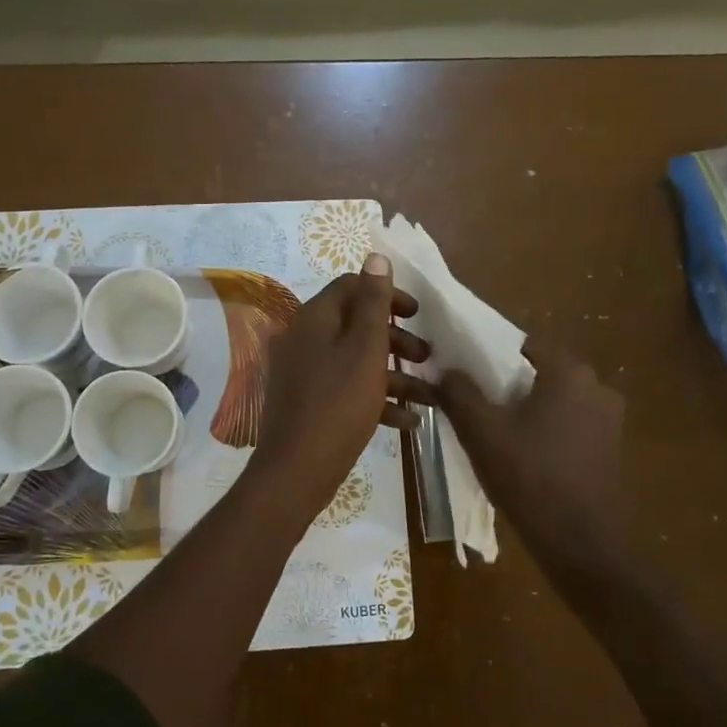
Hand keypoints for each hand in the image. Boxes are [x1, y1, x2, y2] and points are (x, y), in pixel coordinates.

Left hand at [248, 254, 433, 517]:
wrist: (297, 470)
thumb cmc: (338, 404)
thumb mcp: (365, 349)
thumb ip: (373, 303)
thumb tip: (375, 255)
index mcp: (314, 319)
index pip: (351, 287)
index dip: (386, 295)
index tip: (417, 314)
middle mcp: (305, 339)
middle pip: (356, 325)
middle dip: (396, 339)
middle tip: (426, 355)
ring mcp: (304, 373)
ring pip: (356, 361)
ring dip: (394, 374)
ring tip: (429, 395)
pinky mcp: (309, 403)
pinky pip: (346, 390)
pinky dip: (376, 399)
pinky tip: (408, 421)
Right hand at [438, 340, 629, 579]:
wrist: (583, 545)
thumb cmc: (531, 478)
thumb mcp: (482, 432)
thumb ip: (458, 392)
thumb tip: (444, 369)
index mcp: (570, 372)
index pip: (523, 345)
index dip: (490, 356)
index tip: (465, 375)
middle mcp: (597, 387)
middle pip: (539, 373)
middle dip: (507, 385)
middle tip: (475, 405)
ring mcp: (609, 420)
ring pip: (554, 401)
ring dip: (526, 410)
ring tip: (494, 433)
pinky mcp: (610, 449)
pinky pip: (569, 425)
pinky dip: (546, 431)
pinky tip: (523, 456)